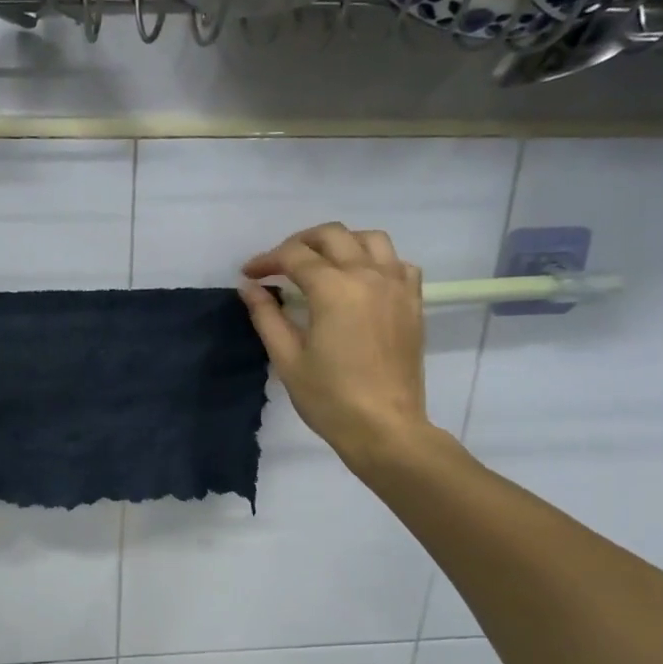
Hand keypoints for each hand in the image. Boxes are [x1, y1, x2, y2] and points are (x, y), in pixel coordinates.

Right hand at [239, 223, 435, 464]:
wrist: (385, 427)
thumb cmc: (329, 398)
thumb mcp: (287, 358)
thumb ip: (267, 315)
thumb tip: (249, 287)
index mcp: (333, 289)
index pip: (294, 256)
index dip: (267, 261)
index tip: (250, 275)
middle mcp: (368, 275)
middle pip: (332, 235)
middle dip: (300, 242)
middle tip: (280, 265)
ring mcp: (396, 286)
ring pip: (370, 239)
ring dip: (341, 243)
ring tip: (322, 263)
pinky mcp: (413, 303)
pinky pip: (398, 263)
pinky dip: (376, 261)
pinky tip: (361, 280)